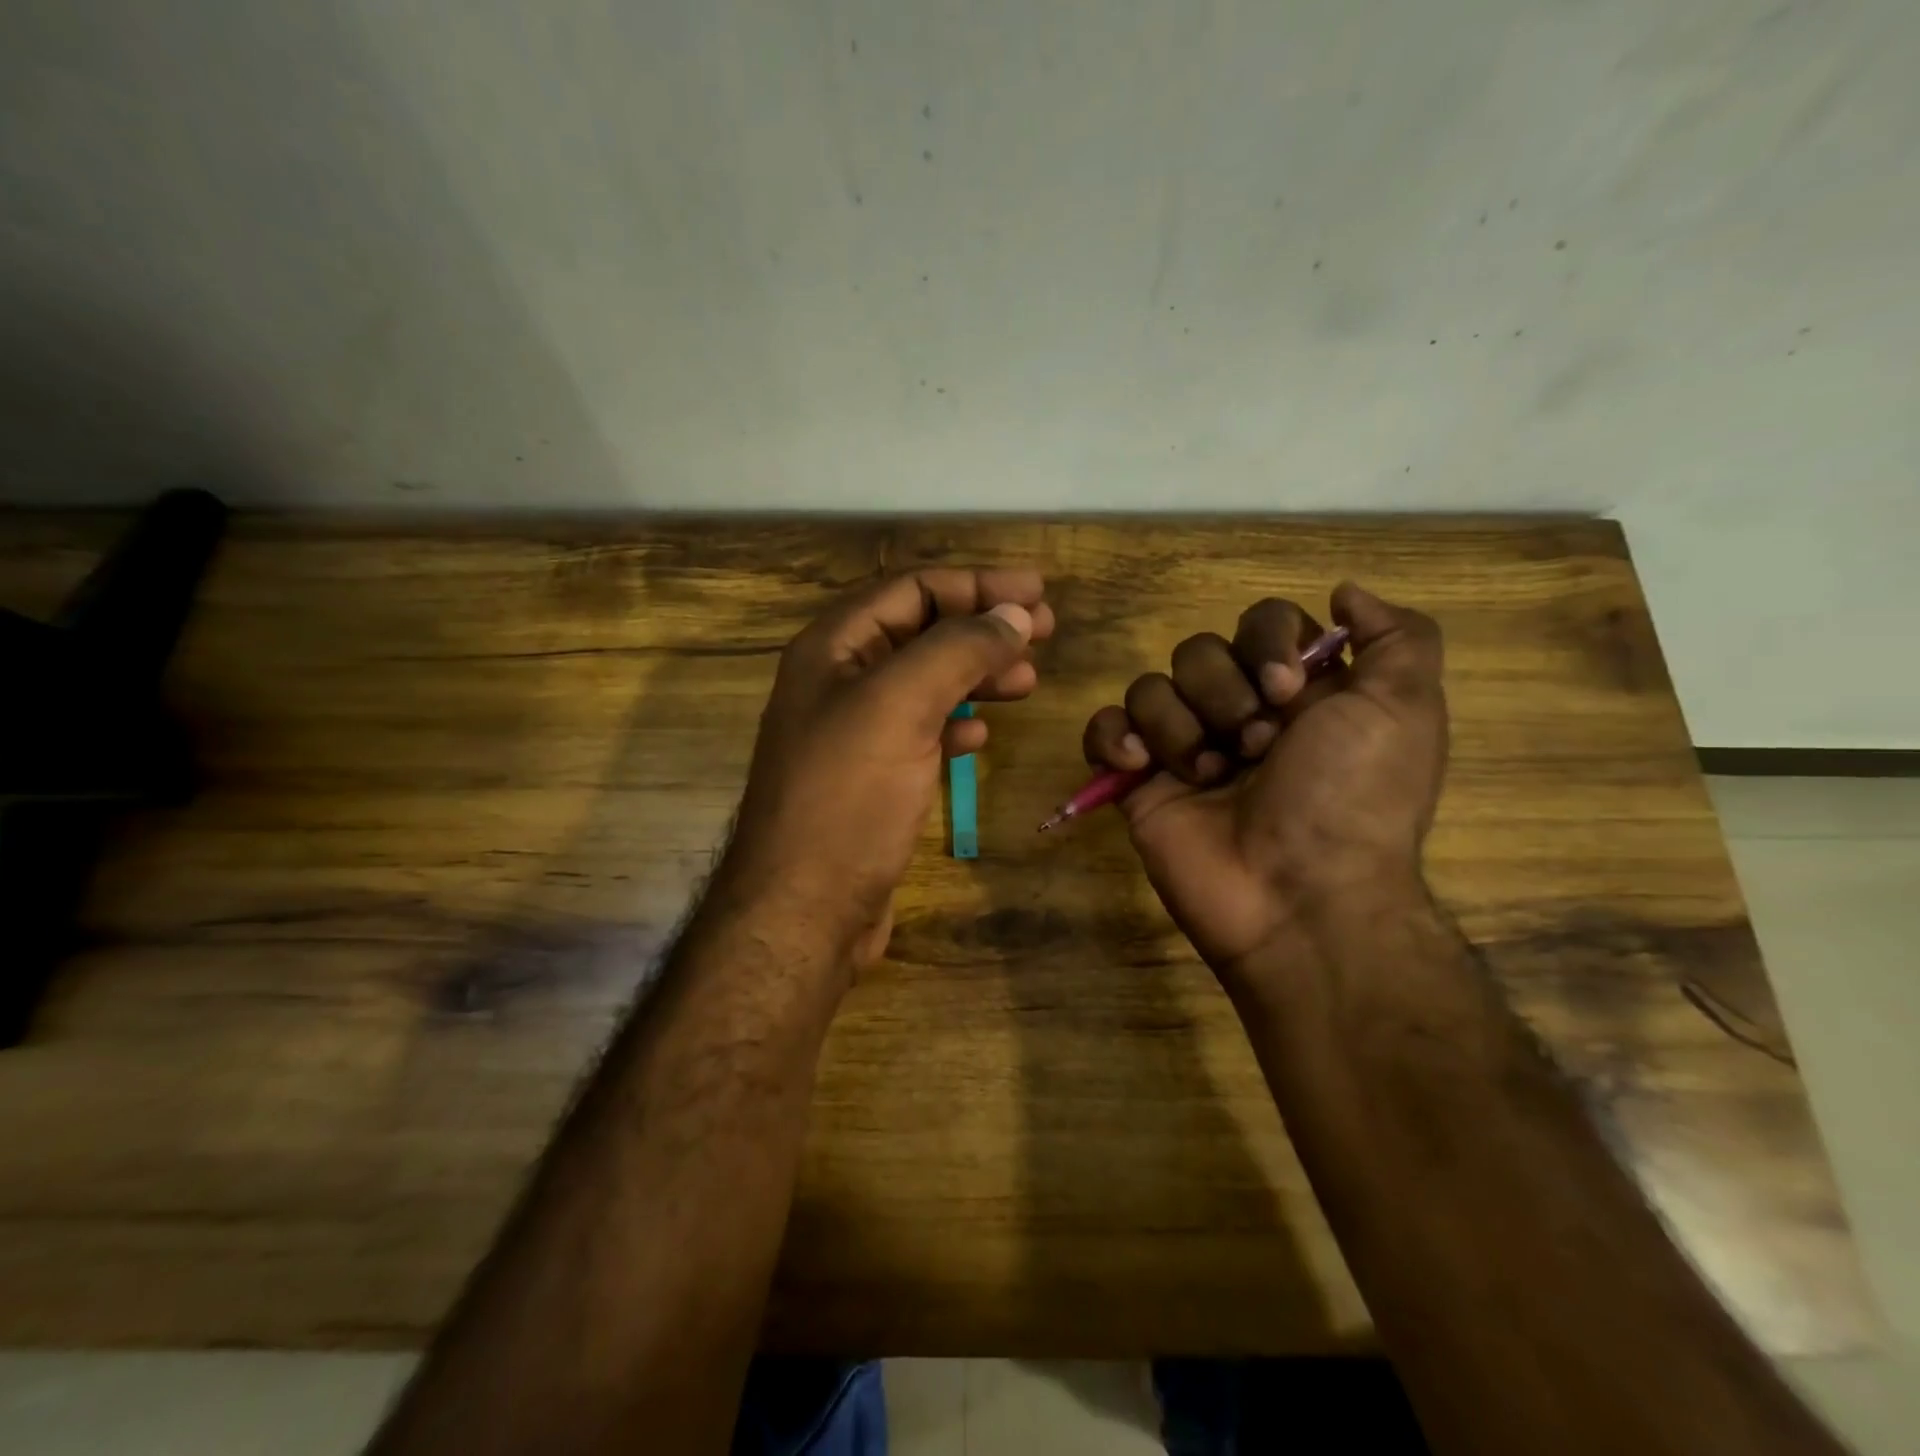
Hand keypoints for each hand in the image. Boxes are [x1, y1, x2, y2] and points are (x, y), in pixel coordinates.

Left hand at [717, 569, 1053, 967]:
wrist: (804, 910)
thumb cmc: (847, 798)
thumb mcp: (900, 706)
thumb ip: (957, 649)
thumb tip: (1015, 614)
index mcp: (833, 648)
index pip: (913, 590)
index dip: (977, 585)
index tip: (1038, 594)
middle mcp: (839, 682)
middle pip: (922, 632)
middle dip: (983, 627)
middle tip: (1045, 633)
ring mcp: (854, 733)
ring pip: (926, 683)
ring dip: (976, 674)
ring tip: (1028, 682)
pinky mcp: (871, 779)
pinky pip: (920, 731)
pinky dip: (955, 723)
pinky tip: (981, 736)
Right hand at [1082, 583, 1446, 983]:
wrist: (1298, 897)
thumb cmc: (1353, 799)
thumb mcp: (1406, 710)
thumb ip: (1398, 637)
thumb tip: (1343, 592)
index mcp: (1298, 693)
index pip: (1260, 623)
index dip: (1264, 642)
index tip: (1285, 690)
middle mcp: (1239, 713)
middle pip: (1199, 651)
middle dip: (1224, 694)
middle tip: (1255, 746)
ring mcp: (1185, 748)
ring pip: (1152, 687)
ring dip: (1181, 726)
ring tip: (1209, 776)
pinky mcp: (1139, 781)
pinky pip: (1104, 728)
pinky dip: (1114, 737)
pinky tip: (1140, 765)